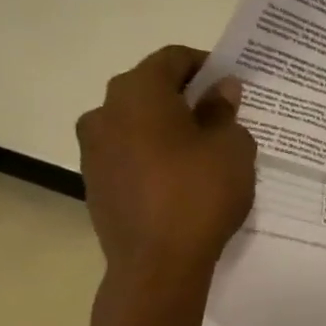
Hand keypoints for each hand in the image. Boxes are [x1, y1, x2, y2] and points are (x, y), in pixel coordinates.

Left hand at [76, 46, 256, 273]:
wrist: (157, 266)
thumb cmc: (200, 193)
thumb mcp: (231, 146)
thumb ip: (224, 111)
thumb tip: (220, 90)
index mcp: (138, 92)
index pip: (172, 58)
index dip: (205, 64)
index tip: (230, 82)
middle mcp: (105, 112)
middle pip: (150, 88)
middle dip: (186, 95)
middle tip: (222, 114)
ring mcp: (94, 150)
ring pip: (136, 122)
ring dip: (167, 126)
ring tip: (202, 149)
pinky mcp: (95, 182)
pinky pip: (129, 152)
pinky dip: (153, 153)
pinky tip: (180, 177)